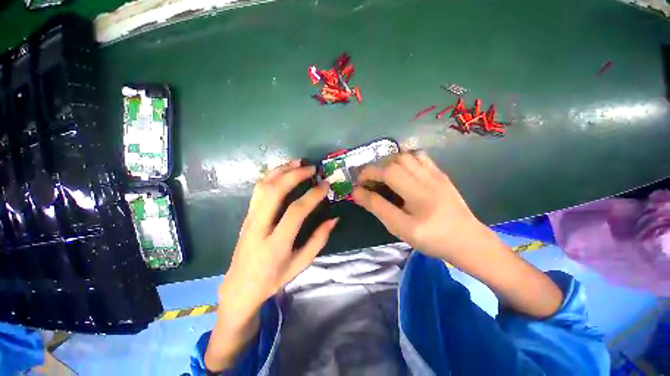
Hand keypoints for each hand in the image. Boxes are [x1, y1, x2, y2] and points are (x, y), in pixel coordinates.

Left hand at [219, 160, 337, 317]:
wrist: (239, 287)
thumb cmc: (273, 278)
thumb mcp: (301, 264)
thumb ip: (318, 240)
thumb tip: (334, 219)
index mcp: (275, 244)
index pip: (295, 212)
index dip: (313, 195)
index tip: (325, 185)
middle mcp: (259, 227)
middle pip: (274, 192)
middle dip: (294, 175)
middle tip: (312, 169)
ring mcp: (250, 219)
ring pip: (263, 186)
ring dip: (281, 170)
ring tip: (298, 162)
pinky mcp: (247, 215)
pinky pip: (258, 189)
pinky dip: (271, 175)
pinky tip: (283, 171)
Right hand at [352, 152, 489, 260]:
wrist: (468, 240)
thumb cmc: (432, 239)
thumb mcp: (400, 228)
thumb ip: (378, 208)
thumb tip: (357, 193)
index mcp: (418, 194)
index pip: (387, 172)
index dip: (368, 174)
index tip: (358, 183)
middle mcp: (427, 178)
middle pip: (395, 160)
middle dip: (376, 167)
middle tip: (369, 181)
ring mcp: (436, 174)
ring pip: (407, 156)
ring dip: (389, 163)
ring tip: (384, 176)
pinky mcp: (441, 174)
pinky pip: (420, 157)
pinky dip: (405, 160)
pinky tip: (402, 172)